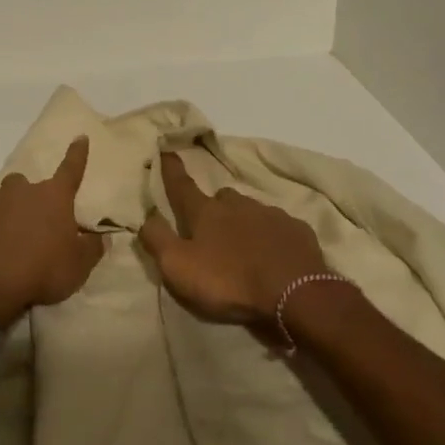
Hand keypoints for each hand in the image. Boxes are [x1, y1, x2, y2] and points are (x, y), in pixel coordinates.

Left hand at [0, 138, 105, 325]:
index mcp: (52, 197)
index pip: (71, 169)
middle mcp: (19, 191)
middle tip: (32, 223)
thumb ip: (92, 248)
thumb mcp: (78, 266)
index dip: (77, 154)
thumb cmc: (42, 270)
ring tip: (6, 241)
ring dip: (4, 215)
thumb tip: (101, 236)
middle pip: (25, 185)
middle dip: (28, 198)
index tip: (80, 137)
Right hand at [139, 150, 328, 325]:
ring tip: (243, 246)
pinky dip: (271, 236)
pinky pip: (278, 226)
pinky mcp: (297, 230)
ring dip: (243, 222)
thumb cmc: (229, 281)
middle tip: (211, 229)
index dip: (171, 170)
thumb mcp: (178, 267)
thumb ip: (157, 240)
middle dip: (214, 207)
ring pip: (250, 210)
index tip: (167, 150)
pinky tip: (273, 254)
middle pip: (220, 198)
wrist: (293, 294)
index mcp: (205, 212)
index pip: (182, 186)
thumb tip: (147, 216)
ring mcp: (270, 214)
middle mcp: (237, 204)